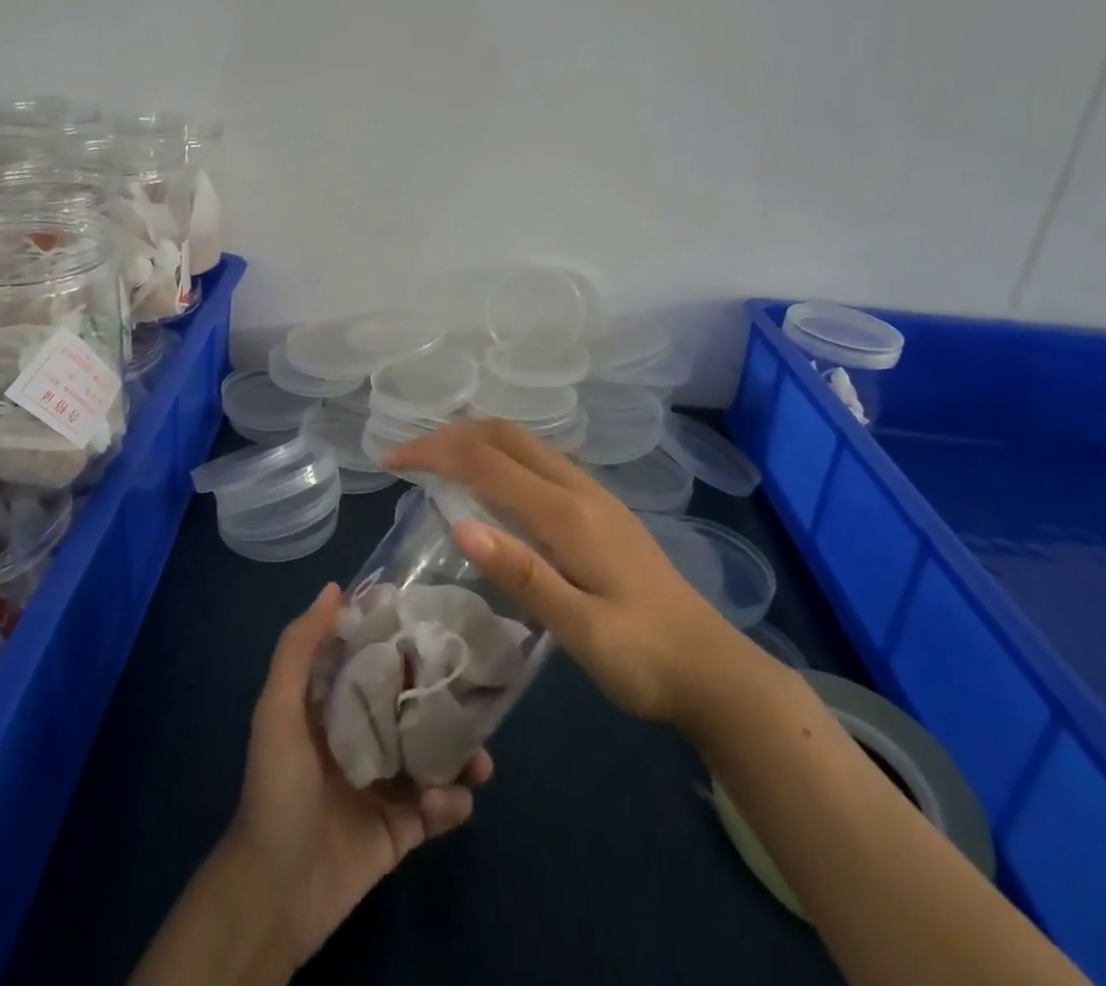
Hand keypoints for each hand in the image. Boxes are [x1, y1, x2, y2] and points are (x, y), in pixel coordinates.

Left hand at [226, 583, 492, 967]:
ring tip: (479, 758)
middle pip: (418, 704)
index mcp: (341, 705)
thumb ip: (299, 648)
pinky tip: (444, 803)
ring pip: (439, 755)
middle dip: (449, 696)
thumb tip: (334, 588)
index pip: (380, 659)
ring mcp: (390, 782)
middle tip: (479, 688)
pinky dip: (451, 803)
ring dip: (464, 754)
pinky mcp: (406, 827)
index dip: (407, 638)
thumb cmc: (277, 787)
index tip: (442, 618)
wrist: (276, 890)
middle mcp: (369, 735)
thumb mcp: (277, 709)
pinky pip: (441, 807)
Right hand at [387, 419, 738, 726]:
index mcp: (569, 514)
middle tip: (407, 457)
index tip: (390, 461)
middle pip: (507, 436)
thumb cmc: (645, 659)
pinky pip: (539, 463)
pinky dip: (500, 458)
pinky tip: (488, 486)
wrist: (715, 671)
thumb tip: (461, 525)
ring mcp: (594, 496)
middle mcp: (580, 490)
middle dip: (452, 435)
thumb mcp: (582, 631)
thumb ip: (524, 576)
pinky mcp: (600, 510)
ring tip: (435, 463)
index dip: (435, 453)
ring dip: (476, 441)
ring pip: (525, 444)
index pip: (488, 462)